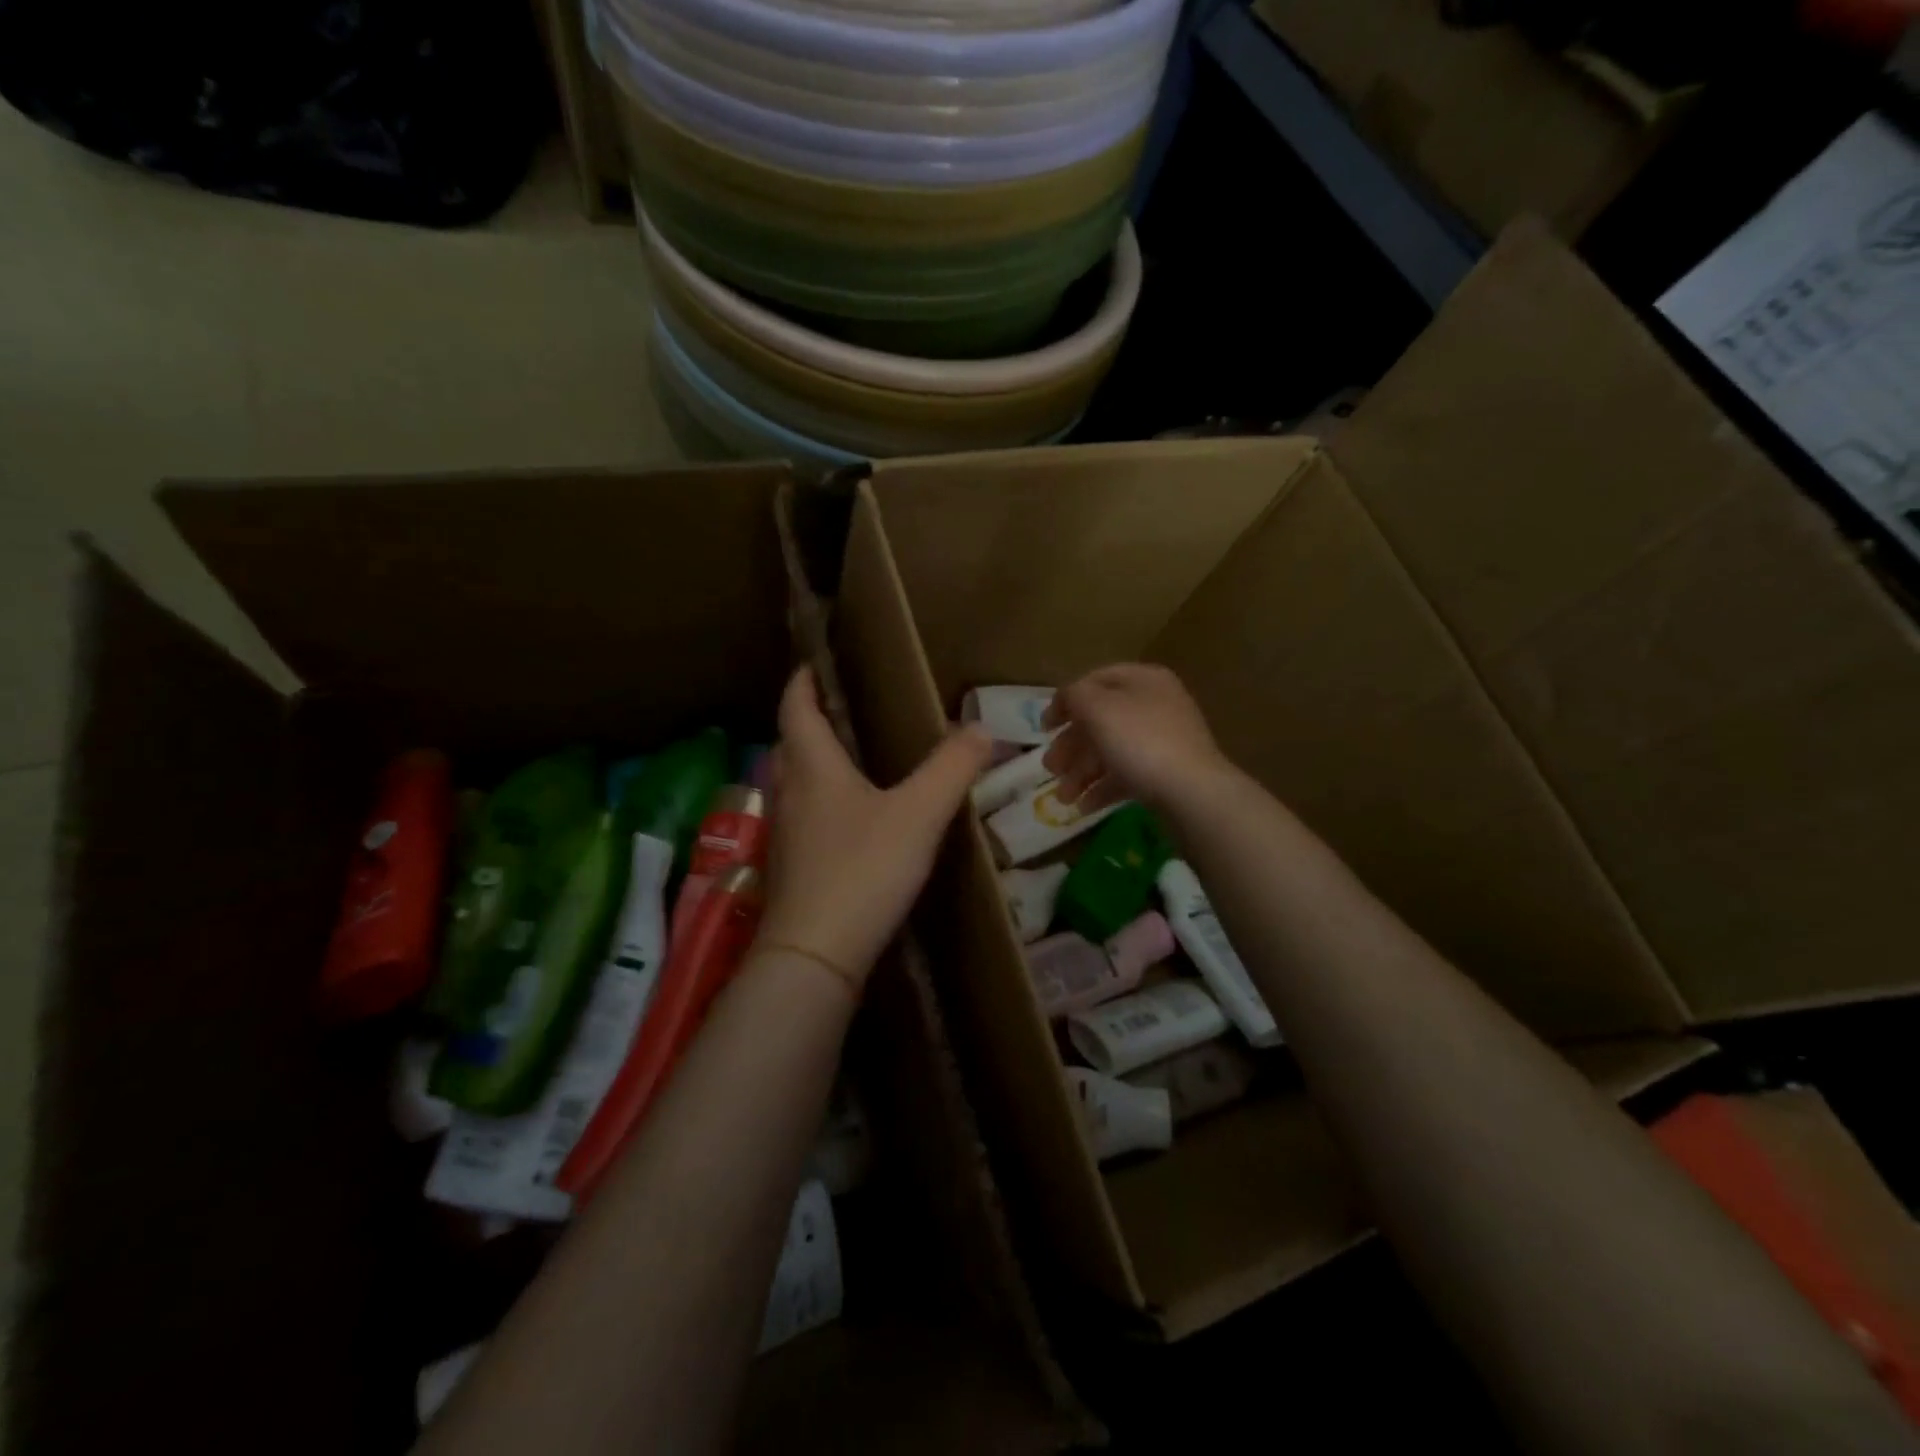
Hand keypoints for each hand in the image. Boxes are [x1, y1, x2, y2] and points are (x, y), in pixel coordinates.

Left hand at [757, 667, 992, 986]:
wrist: (814, 955)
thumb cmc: (862, 869)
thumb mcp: (919, 814)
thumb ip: (952, 768)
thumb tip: (981, 728)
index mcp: (813, 766)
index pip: (796, 708)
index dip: (803, 682)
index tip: (813, 664)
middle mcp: (789, 793)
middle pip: (790, 745)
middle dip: (808, 722)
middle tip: (840, 712)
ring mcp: (784, 835)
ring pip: (793, 784)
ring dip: (812, 765)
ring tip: (849, 762)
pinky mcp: (790, 870)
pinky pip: (802, 819)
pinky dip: (820, 805)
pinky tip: (848, 823)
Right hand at [1042, 664, 1230, 813]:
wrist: (1192, 792)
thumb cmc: (1140, 741)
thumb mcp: (1097, 708)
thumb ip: (1074, 696)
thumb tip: (1067, 700)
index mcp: (1143, 680)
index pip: (1094, 681)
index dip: (1064, 702)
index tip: (1043, 729)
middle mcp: (1155, 705)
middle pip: (1100, 720)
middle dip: (1070, 746)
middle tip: (1049, 768)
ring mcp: (1163, 741)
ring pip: (1111, 751)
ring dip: (1081, 773)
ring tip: (1063, 797)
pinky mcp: (1166, 773)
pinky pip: (1126, 775)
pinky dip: (1102, 789)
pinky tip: (1084, 807)